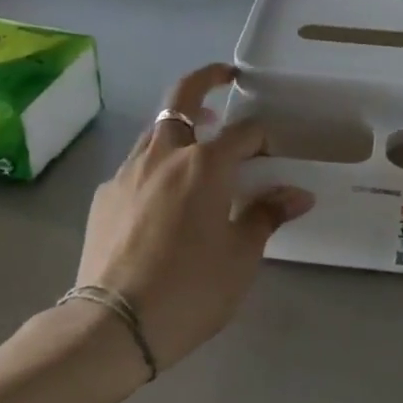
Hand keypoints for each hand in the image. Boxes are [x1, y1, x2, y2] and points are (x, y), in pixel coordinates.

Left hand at [76, 64, 313, 373]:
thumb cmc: (189, 289)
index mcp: (205, 164)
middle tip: (226, 77)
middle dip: (208, 79)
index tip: (274, 151)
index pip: (244, 132)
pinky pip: (135, 166)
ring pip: (157, 130)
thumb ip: (267, 215)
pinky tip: (162, 199)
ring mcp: (128, 171)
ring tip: (198, 145)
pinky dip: (156, 166)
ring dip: (180, 125)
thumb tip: (298, 194)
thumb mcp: (241, 256)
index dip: (264, 137)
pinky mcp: (104, 195)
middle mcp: (165, 154)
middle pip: (184, 97)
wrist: (112, 326)